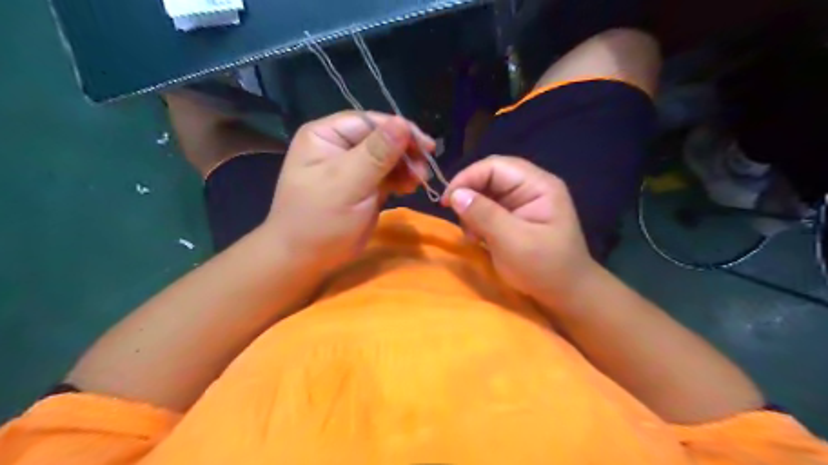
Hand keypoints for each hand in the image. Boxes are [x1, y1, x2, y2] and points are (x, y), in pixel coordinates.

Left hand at [267, 111, 434, 272]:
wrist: (306, 259)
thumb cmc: (320, 220)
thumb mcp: (347, 184)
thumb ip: (376, 153)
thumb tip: (402, 122)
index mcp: (326, 135)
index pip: (369, 122)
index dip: (399, 130)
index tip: (426, 147)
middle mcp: (339, 146)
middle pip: (381, 138)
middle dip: (404, 151)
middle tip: (424, 169)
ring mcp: (352, 167)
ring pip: (388, 157)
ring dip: (406, 166)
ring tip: (419, 180)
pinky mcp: (363, 186)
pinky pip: (387, 175)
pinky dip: (401, 179)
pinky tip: (410, 187)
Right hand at [443, 154, 597, 308]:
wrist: (567, 295)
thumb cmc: (545, 268)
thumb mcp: (513, 242)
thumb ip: (484, 215)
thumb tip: (455, 194)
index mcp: (538, 185)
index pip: (495, 166)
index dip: (467, 178)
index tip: (447, 201)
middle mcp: (531, 186)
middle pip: (490, 176)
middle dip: (469, 195)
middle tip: (458, 219)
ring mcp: (524, 201)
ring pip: (486, 192)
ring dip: (472, 210)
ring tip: (472, 234)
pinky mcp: (516, 216)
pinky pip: (489, 208)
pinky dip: (478, 220)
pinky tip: (478, 237)